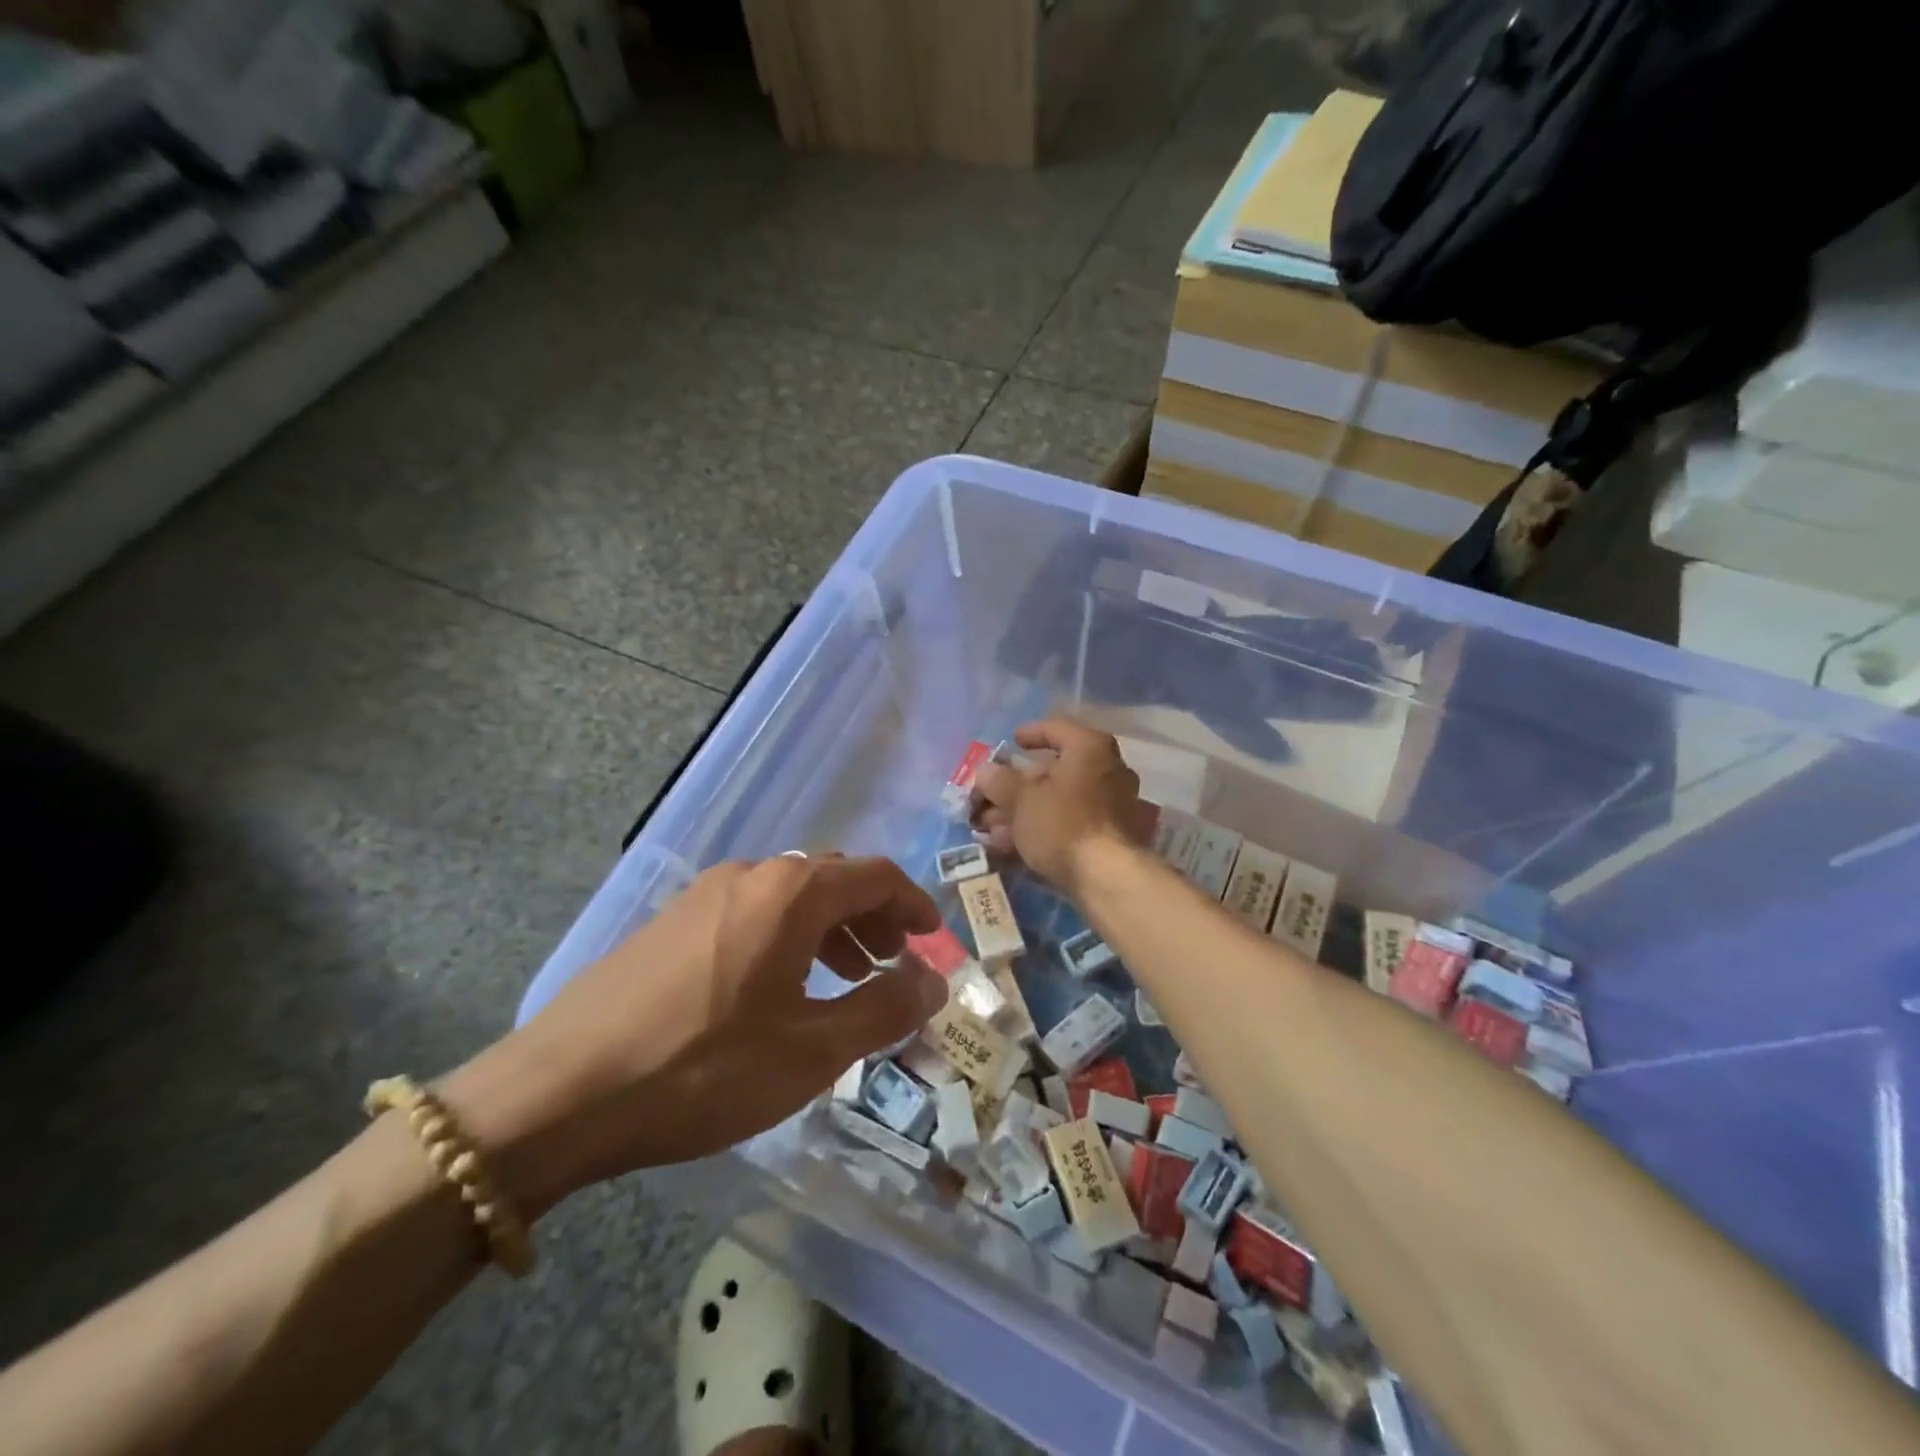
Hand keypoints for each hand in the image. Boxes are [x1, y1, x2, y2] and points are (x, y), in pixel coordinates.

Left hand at [441, 855, 947, 1218]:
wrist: (557, 1093)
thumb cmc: (702, 1069)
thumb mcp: (810, 1051)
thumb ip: (883, 1009)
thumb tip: (934, 981)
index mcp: (790, 892)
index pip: (875, 876)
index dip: (913, 904)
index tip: (933, 940)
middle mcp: (750, 875)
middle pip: (833, 880)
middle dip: (873, 917)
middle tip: (892, 962)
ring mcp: (704, 894)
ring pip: (790, 896)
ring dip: (830, 928)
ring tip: (844, 977)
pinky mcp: (671, 921)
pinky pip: (752, 912)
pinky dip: (788, 937)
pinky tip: (779, 988)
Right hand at [973, 720, 1151, 893]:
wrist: (1106, 877)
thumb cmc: (1062, 824)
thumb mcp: (1020, 799)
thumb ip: (998, 780)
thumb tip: (985, 771)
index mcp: (1090, 748)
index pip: (1056, 728)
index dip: (1029, 733)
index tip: (1011, 742)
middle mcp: (1107, 770)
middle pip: (1054, 770)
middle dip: (1016, 785)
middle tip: (990, 795)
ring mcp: (1112, 804)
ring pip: (1058, 800)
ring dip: (1023, 810)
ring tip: (990, 826)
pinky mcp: (1109, 835)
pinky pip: (1069, 822)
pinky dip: (1041, 827)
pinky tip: (1011, 844)